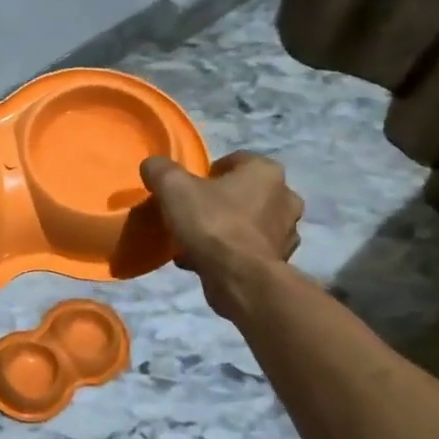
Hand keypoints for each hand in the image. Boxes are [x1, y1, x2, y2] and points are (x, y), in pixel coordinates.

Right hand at [140, 151, 302, 301]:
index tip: (189, 189)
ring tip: (194, 243)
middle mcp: (286, 197)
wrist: (239, 278)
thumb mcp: (174, 188)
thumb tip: (153, 165)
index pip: (235, 161)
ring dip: (224, 230)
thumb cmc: (212, 224)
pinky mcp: (279, 262)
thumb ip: (161, 171)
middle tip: (192, 215)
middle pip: (243, 193)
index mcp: (266, 171)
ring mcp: (286, 232)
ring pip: (247, 224)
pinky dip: (229, 253)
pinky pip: (248, 250)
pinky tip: (203, 262)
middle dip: (218, 203)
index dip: (208, 173)